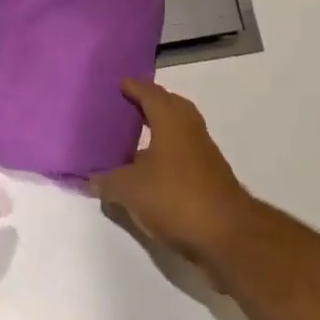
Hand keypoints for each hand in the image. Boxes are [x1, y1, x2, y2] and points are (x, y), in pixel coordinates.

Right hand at [91, 79, 256, 265]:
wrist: (227, 235)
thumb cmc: (176, 198)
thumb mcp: (131, 190)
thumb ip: (108, 181)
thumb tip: (92, 178)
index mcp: (172, 119)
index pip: (150, 93)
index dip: (133, 87)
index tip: (118, 84)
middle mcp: (190, 129)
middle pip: (168, 107)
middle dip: (147, 105)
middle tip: (123, 109)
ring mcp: (203, 153)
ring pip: (176, 132)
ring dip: (156, 133)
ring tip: (129, 142)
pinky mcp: (208, 177)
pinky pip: (180, 155)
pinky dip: (163, 156)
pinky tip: (146, 174)